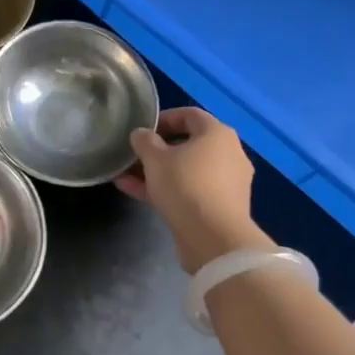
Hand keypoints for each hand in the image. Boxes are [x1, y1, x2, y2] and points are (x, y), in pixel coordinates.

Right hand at [116, 108, 267, 274]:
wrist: (214, 239)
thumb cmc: (185, 185)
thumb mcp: (155, 159)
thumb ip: (144, 141)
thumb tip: (141, 134)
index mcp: (218, 134)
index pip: (190, 115)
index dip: (164, 118)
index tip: (142, 129)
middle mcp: (229, 154)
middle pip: (188, 144)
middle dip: (156, 150)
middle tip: (133, 155)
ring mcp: (226, 182)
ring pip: (186, 170)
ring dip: (157, 172)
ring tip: (126, 176)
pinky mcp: (220, 206)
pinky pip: (190, 190)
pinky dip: (167, 189)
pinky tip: (135, 192)